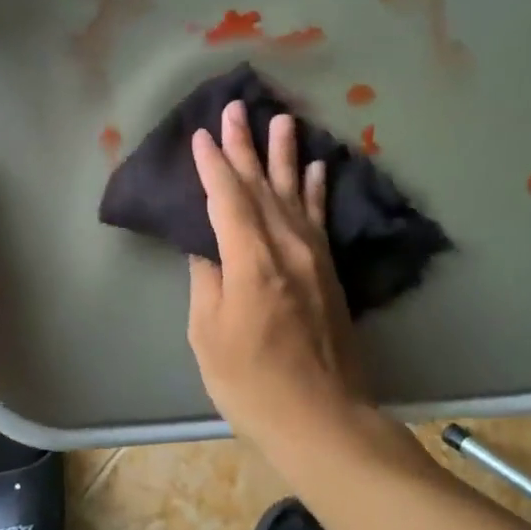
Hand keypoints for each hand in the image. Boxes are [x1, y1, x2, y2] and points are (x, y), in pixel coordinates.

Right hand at [187, 101, 368, 461]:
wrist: (323, 421)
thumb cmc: (252, 384)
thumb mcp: (209, 335)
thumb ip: (208, 282)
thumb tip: (207, 248)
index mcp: (251, 262)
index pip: (228, 199)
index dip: (212, 165)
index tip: (201, 135)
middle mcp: (286, 248)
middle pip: (261, 186)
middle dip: (245, 146)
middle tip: (236, 108)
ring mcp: (313, 259)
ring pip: (294, 194)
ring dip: (284, 156)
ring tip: (283, 119)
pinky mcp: (329, 273)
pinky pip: (319, 220)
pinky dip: (316, 191)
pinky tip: (316, 168)